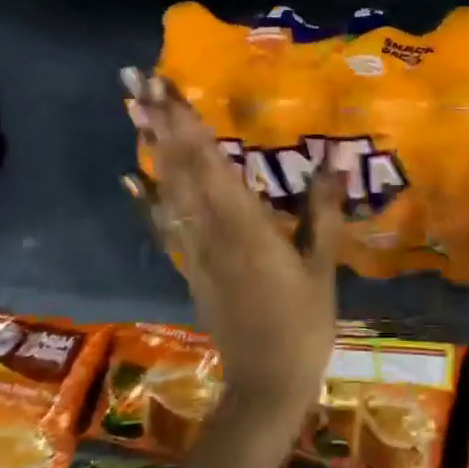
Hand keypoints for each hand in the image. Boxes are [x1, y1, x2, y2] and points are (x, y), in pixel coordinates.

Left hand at [123, 67, 341, 426]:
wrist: (265, 386)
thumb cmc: (302, 325)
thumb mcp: (322, 268)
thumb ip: (324, 212)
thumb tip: (334, 160)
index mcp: (244, 227)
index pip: (208, 164)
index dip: (186, 124)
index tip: (166, 87)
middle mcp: (210, 231)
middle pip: (179, 168)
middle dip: (160, 122)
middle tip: (138, 81)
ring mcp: (194, 251)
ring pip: (167, 190)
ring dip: (152, 148)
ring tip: (136, 111)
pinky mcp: (191, 268)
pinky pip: (165, 222)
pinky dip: (149, 195)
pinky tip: (134, 178)